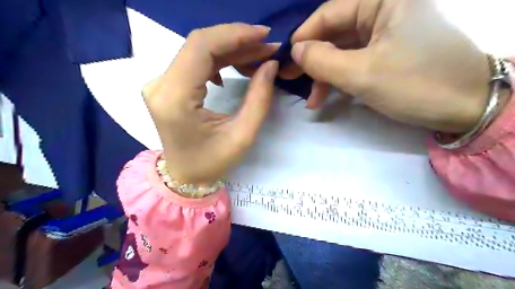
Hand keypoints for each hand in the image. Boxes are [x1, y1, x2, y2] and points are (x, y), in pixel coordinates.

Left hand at [142, 23, 279, 185]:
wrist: (184, 176)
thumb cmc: (212, 162)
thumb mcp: (242, 135)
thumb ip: (259, 98)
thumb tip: (270, 64)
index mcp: (175, 98)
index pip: (202, 47)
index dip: (235, 34)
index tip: (264, 35)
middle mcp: (161, 85)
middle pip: (200, 45)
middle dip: (237, 41)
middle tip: (267, 46)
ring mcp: (160, 84)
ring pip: (198, 51)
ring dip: (231, 49)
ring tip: (258, 56)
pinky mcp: (167, 86)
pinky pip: (195, 62)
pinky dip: (219, 59)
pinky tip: (236, 66)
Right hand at [284, 0, 492, 132]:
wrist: (468, 107)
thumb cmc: (416, 85)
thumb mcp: (362, 74)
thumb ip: (323, 60)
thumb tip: (296, 51)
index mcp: (383, 0)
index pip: (329, 13)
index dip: (304, 38)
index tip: (287, 62)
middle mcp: (385, 9)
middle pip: (335, 33)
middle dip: (313, 60)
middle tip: (293, 82)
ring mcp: (388, 31)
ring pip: (343, 50)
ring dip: (325, 75)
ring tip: (313, 100)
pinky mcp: (389, 51)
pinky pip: (356, 60)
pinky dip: (341, 78)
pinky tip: (330, 96)